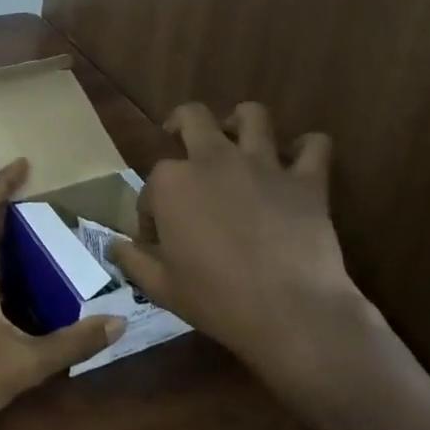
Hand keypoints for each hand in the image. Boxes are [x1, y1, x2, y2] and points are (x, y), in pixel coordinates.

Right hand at [110, 103, 391, 423]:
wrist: (290, 313)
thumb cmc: (216, 300)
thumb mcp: (160, 287)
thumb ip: (132, 259)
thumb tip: (114, 245)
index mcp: (171, 183)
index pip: (151, 185)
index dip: (152, 212)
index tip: (159, 240)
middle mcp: (213, 160)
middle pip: (192, 117)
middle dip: (180, 125)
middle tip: (182, 144)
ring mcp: (262, 165)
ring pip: (252, 115)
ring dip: (242, 122)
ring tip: (238, 141)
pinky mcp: (306, 180)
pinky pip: (314, 145)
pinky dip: (307, 148)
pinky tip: (299, 161)